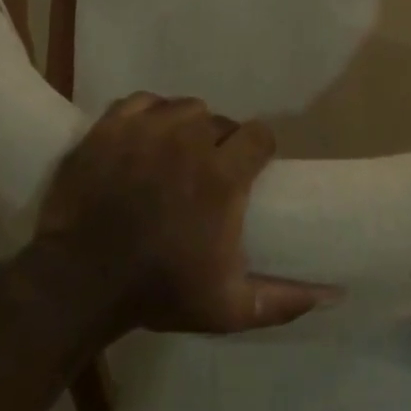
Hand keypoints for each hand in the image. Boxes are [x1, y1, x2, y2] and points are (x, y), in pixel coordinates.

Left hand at [31, 93, 339, 335]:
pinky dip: (148, 116)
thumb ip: (283, 300)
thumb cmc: (158, 291)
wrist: (77, 282)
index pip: (259, 135)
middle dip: (219, 143)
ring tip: (173, 155)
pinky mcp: (111, 126)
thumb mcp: (228, 308)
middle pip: (219, 121)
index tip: (249, 170)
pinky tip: (143, 139)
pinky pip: (143, 102)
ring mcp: (147, 128)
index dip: (258, 150)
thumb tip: (333, 295)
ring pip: (183, 108)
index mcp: (222, 175)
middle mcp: (189, 140)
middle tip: (205, 174)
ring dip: (185, 127)